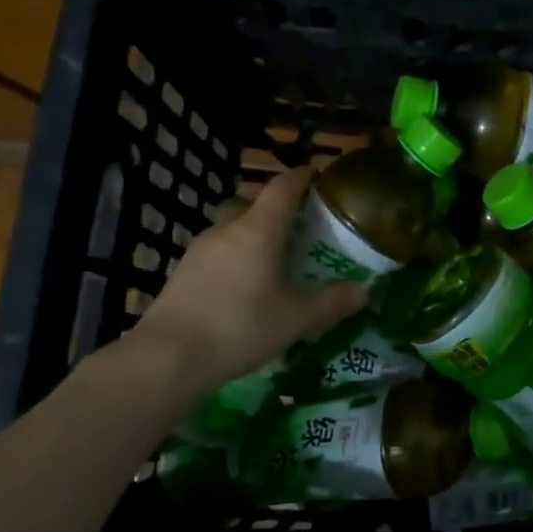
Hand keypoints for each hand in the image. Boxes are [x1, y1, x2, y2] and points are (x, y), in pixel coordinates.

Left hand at [127, 168, 367, 400]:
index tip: (317, 174)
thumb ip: (332, 302)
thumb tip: (363, 291)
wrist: (168, 357)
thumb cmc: (241, 326)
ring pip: (231, 229)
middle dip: (276, 208)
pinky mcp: (182, 273)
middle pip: (253, 204)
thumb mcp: (297, 319)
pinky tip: (243, 286)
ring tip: (273, 259)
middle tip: (299, 226)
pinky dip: (234, 258)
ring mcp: (199, 250)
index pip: (283, 187)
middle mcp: (227, 229)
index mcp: (259, 229)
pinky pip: (216, 253)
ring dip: (252, 235)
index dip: (302, 177)